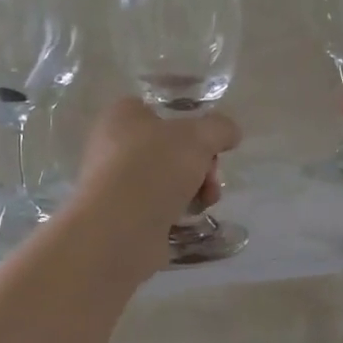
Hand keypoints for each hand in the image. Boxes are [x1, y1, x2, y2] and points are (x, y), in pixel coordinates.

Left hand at [73, 97, 240, 242]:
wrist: (119, 230)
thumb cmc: (154, 167)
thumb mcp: (199, 136)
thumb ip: (219, 128)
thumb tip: (230, 132)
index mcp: (122, 116)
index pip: (162, 112)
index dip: (191, 126)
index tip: (210, 145)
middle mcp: (112, 146)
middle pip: (170, 149)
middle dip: (200, 164)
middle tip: (210, 177)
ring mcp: (114, 183)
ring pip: (167, 180)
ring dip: (194, 189)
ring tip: (205, 201)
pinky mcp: (120, 216)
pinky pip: (157, 207)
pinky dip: (175, 212)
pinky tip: (186, 219)